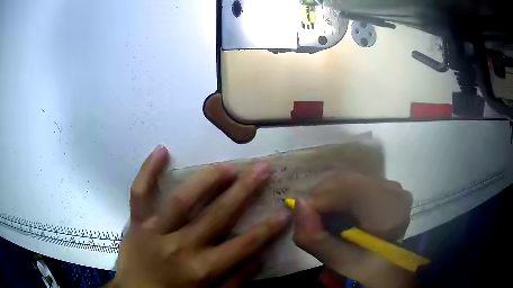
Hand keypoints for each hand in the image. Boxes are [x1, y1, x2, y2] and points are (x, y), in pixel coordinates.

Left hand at [109, 145, 291, 287]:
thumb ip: (235, 281)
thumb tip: (259, 257)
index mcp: (202, 269)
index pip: (243, 245)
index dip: (267, 229)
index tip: (285, 211)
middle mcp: (180, 247)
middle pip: (218, 216)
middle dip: (244, 191)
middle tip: (263, 168)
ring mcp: (155, 231)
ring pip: (182, 200)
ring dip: (207, 180)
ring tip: (227, 165)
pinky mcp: (137, 223)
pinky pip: (140, 194)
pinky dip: (148, 171)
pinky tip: (161, 149)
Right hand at [292, 172, 413, 287]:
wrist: (395, 269)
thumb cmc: (372, 269)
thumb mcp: (343, 263)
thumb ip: (317, 239)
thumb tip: (297, 204)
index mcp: (388, 208)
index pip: (343, 189)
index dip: (316, 203)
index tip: (304, 223)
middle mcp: (393, 189)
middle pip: (346, 181)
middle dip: (322, 200)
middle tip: (313, 223)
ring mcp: (392, 187)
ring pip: (349, 181)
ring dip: (331, 198)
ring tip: (326, 220)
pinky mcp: (388, 189)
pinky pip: (357, 184)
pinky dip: (342, 198)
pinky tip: (341, 215)